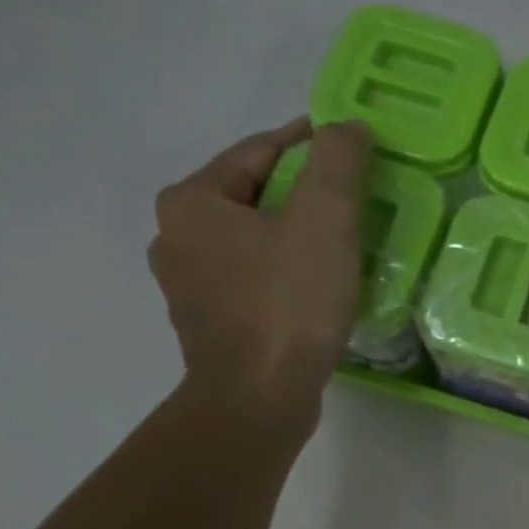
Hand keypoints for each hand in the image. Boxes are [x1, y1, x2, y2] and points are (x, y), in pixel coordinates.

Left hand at [148, 117, 372, 420]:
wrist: (258, 400)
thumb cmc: (288, 304)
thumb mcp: (324, 221)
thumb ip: (337, 162)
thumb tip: (346, 128)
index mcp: (192, 202)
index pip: (258, 151)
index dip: (307, 142)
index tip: (348, 143)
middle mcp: (176, 237)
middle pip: (253, 196)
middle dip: (303, 193)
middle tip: (352, 198)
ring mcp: (188, 286)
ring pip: (252, 241)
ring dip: (294, 235)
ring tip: (341, 244)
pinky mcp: (209, 325)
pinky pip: (252, 280)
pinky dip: (284, 272)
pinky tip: (316, 287)